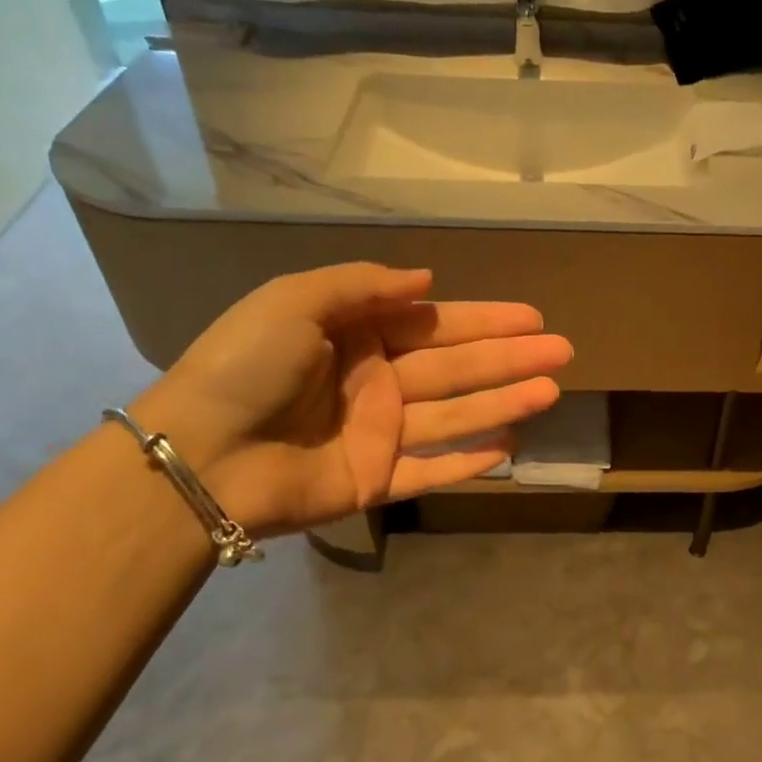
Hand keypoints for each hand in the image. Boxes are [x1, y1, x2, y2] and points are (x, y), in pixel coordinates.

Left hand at [129, 264, 570, 535]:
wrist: (199, 454)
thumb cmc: (244, 366)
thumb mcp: (294, 301)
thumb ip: (362, 284)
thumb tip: (426, 279)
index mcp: (356, 336)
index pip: (434, 324)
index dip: (484, 320)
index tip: (531, 316)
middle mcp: (375, 383)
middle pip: (456, 368)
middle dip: (509, 358)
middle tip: (562, 351)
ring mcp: (377, 434)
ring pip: (454, 416)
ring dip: (503, 403)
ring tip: (551, 391)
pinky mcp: (375, 481)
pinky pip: (431, 469)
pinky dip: (468, 462)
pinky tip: (509, 447)